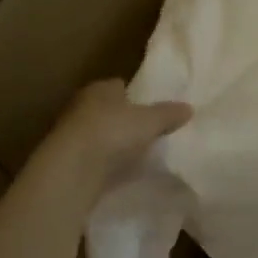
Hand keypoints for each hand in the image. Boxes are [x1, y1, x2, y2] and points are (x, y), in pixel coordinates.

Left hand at [33, 79, 191, 193]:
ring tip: (136, 153)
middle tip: (146, 130)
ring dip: (113, 142)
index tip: (150, 107)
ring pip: (99, 134)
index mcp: (100, 89)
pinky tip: (120, 171)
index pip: (118, 85)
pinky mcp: (67, 161)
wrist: (72, 169)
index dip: (135, 95)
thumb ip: (169, 114)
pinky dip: (105, 163)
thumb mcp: (151, 121)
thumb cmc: (113, 132)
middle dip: (123, 119)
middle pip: (108, 110)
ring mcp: (71, 135)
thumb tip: (189, 108)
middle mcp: (81, 106)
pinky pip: (93, 157)